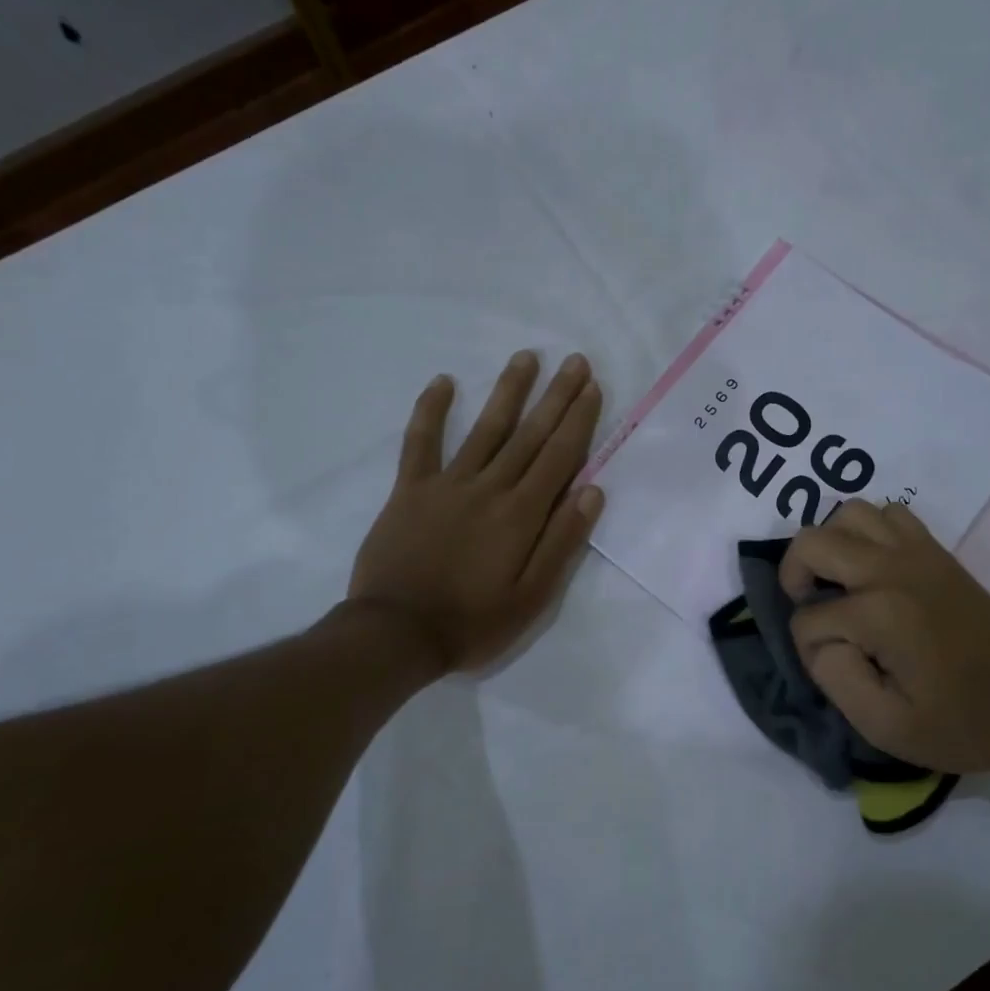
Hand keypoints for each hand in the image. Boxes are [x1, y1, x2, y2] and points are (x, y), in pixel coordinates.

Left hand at [341, 350, 604, 673]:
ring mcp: (447, 483)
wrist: (396, 633)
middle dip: (556, 395)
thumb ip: (562, 542)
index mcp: (522, 514)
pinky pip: (421, 442)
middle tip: (575, 360)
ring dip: (508, 391)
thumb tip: (593, 491)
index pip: (560, 456)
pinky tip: (443, 381)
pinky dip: (431, 410)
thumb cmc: (473, 622)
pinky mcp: (410, 489)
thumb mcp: (532, 597)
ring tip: (526, 357)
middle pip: (530, 434)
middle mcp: (490, 487)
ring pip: (485, 429)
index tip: (593, 387)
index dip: (579, 419)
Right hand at [781, 501, 989, 774]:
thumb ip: (834, 678)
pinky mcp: (936, 551)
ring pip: (849, 513)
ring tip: (836, 580)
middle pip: (813, 542)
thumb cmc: (958, 724)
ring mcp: (917, 552)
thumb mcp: (884, 726)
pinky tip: (871, 566)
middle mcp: (892, 569)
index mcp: (879, 613)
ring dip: (830, 543)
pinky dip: (868, 530)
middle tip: (809, 605)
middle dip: (795, 574)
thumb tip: (819, 640)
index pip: (808, 618)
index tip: (836, 671)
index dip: (808, 648)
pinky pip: (889, 514)